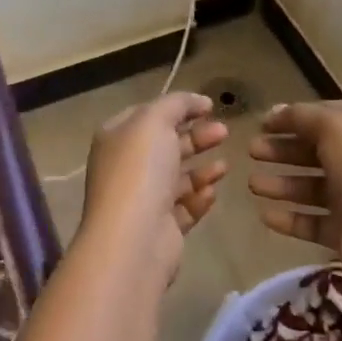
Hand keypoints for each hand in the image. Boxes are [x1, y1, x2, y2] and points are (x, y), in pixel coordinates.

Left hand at [80, 92, 228, 278]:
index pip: (148, 115)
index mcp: (116, 138)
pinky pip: (183, 208)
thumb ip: (177, 103)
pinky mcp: (160, 229)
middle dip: (196, 137)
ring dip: (202, 169)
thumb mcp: (156, 120)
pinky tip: (212, 192)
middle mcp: (126, 168)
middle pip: (166, 146)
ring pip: (177, 178)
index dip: (178, 107)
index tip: (209, 106)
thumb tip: (197, 101)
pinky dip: (199, 198)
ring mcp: (142, 201)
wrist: (134, 239)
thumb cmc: (140, 170)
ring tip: (225, 165)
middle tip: (225, 132)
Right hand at [248, 101, 341, 292]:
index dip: (294, 117)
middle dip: (283, 149)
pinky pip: (312, 221)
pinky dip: (290, 218)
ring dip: (282, 184)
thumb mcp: (335, 126)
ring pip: (312, 186)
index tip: (262, 122)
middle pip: (316, 150)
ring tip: (252, 184)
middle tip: (252, 150)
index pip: (326, 115)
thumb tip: (276, 111)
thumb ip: (302, 116)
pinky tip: (265, 215)